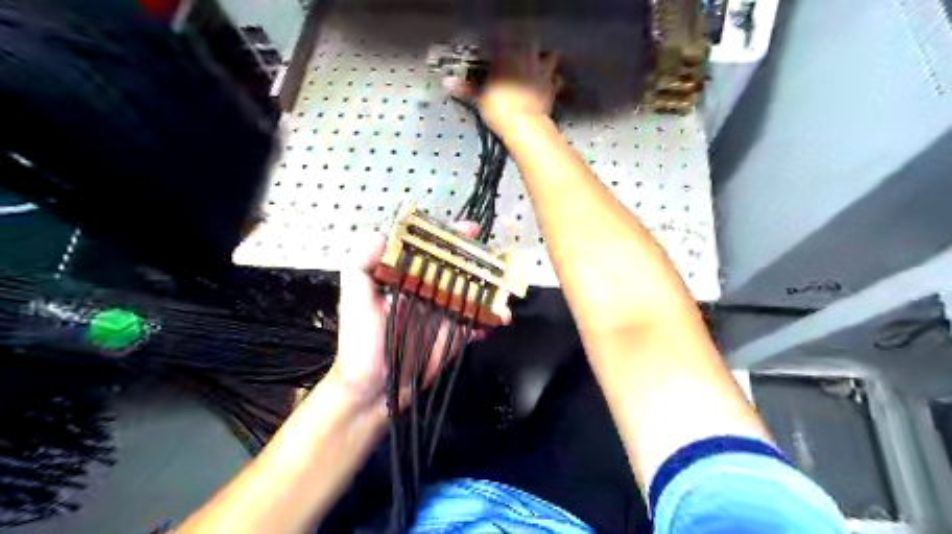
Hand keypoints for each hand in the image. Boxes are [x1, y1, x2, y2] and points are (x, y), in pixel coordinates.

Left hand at [330, 222, 490, 411]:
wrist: (373, 390)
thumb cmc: (360, 344)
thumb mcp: (355, 301)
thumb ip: (361, 266)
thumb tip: (381, 233)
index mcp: (407, 279)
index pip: (431, 250)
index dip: (451, 238)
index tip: (470, 230)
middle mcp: (429, 292)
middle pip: (459, 268)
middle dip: (481, 261)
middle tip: (497, 261)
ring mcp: (444, 314)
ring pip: (473, 294)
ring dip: (492, 292)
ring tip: (504, 296)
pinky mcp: (455, 336)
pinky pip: (477, 323)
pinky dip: (490, 321)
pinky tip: (498, 322)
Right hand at [444, 43, 559, 137]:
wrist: (525, 125)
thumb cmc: (499, 108)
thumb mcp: (479, 98)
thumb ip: (466, 88)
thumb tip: (447, 82)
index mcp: (507, 56)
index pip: (505, 39)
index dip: (501, 40)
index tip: (497, 44)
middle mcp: (527, 58)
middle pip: (530, 41)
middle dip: (525, 44)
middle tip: (520, 51)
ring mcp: (543, 72)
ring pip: (550, 55)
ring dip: (547, 57)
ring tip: (541, 62)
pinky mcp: (553, 87)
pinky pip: (557, 79)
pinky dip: (555, 80)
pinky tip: (551, 83)